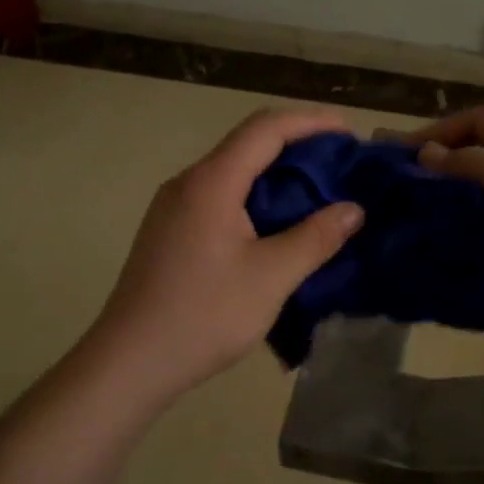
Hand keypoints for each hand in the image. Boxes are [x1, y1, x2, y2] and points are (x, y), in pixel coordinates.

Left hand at [84, 108, 365, 401]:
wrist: (130, 362)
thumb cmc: (203, 315)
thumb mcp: (271, 277)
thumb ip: (315, 238)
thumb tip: (353, 209)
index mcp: (211, 182)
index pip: (266, 128)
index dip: (311, 122)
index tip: (349, 134)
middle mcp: (188, 182)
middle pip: (248, 144)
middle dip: (298, 147)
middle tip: (341, 166)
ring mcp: (173, 207)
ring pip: (233, 172)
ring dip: (277, 175)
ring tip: (318, 194)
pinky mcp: (169, 231)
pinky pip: (220, 197)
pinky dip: (256, 198)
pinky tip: (277, 225)